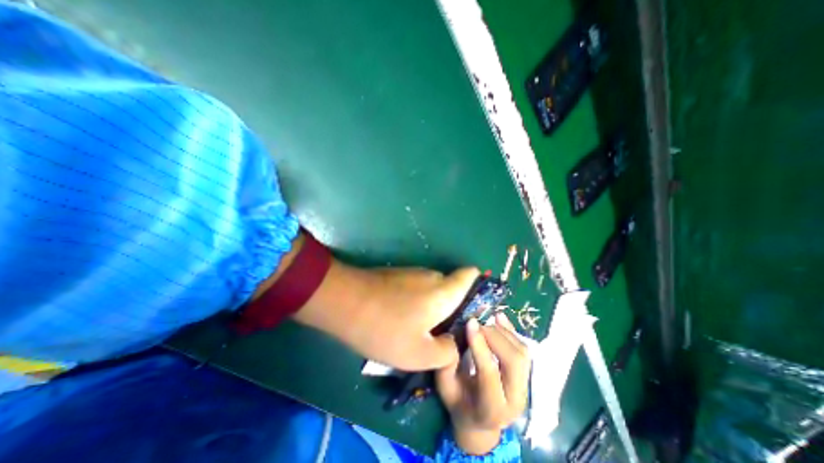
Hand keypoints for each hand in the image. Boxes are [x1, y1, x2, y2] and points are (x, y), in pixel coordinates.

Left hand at [292, 260, 480, 371]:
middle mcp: (432, 276)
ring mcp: (413, 273)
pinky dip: (418, 302)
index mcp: (444, 290)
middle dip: (453, 308)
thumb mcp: (420, 354)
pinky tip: (402, 320)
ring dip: (433, 307)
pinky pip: (417, 288)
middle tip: (444, 333)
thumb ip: (447, 351)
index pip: (471, 275)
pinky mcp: (398, 275)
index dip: (478, 288)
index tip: (474, 310)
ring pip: (433, 289)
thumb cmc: (386, 329)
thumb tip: (455, 343)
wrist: (344, 302)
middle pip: (452, 288)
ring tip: (421, 331)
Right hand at [434, 312, 530, 453]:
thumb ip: (447, 364)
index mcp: (490, 409)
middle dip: (494, 336)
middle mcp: (514, 400)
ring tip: (484, 321)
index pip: (489, 373)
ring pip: (521, 352)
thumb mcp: (445, 387)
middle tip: (476, 323)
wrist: (480, 420)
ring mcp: (525, 387)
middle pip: (513, 362)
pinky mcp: (526, 375)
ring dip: (503, 332)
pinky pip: (523, 348)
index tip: (470, 322)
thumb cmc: (458, 402)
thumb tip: (455, 334)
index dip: (480, 346)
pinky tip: (498, 317)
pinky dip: (510, 330)